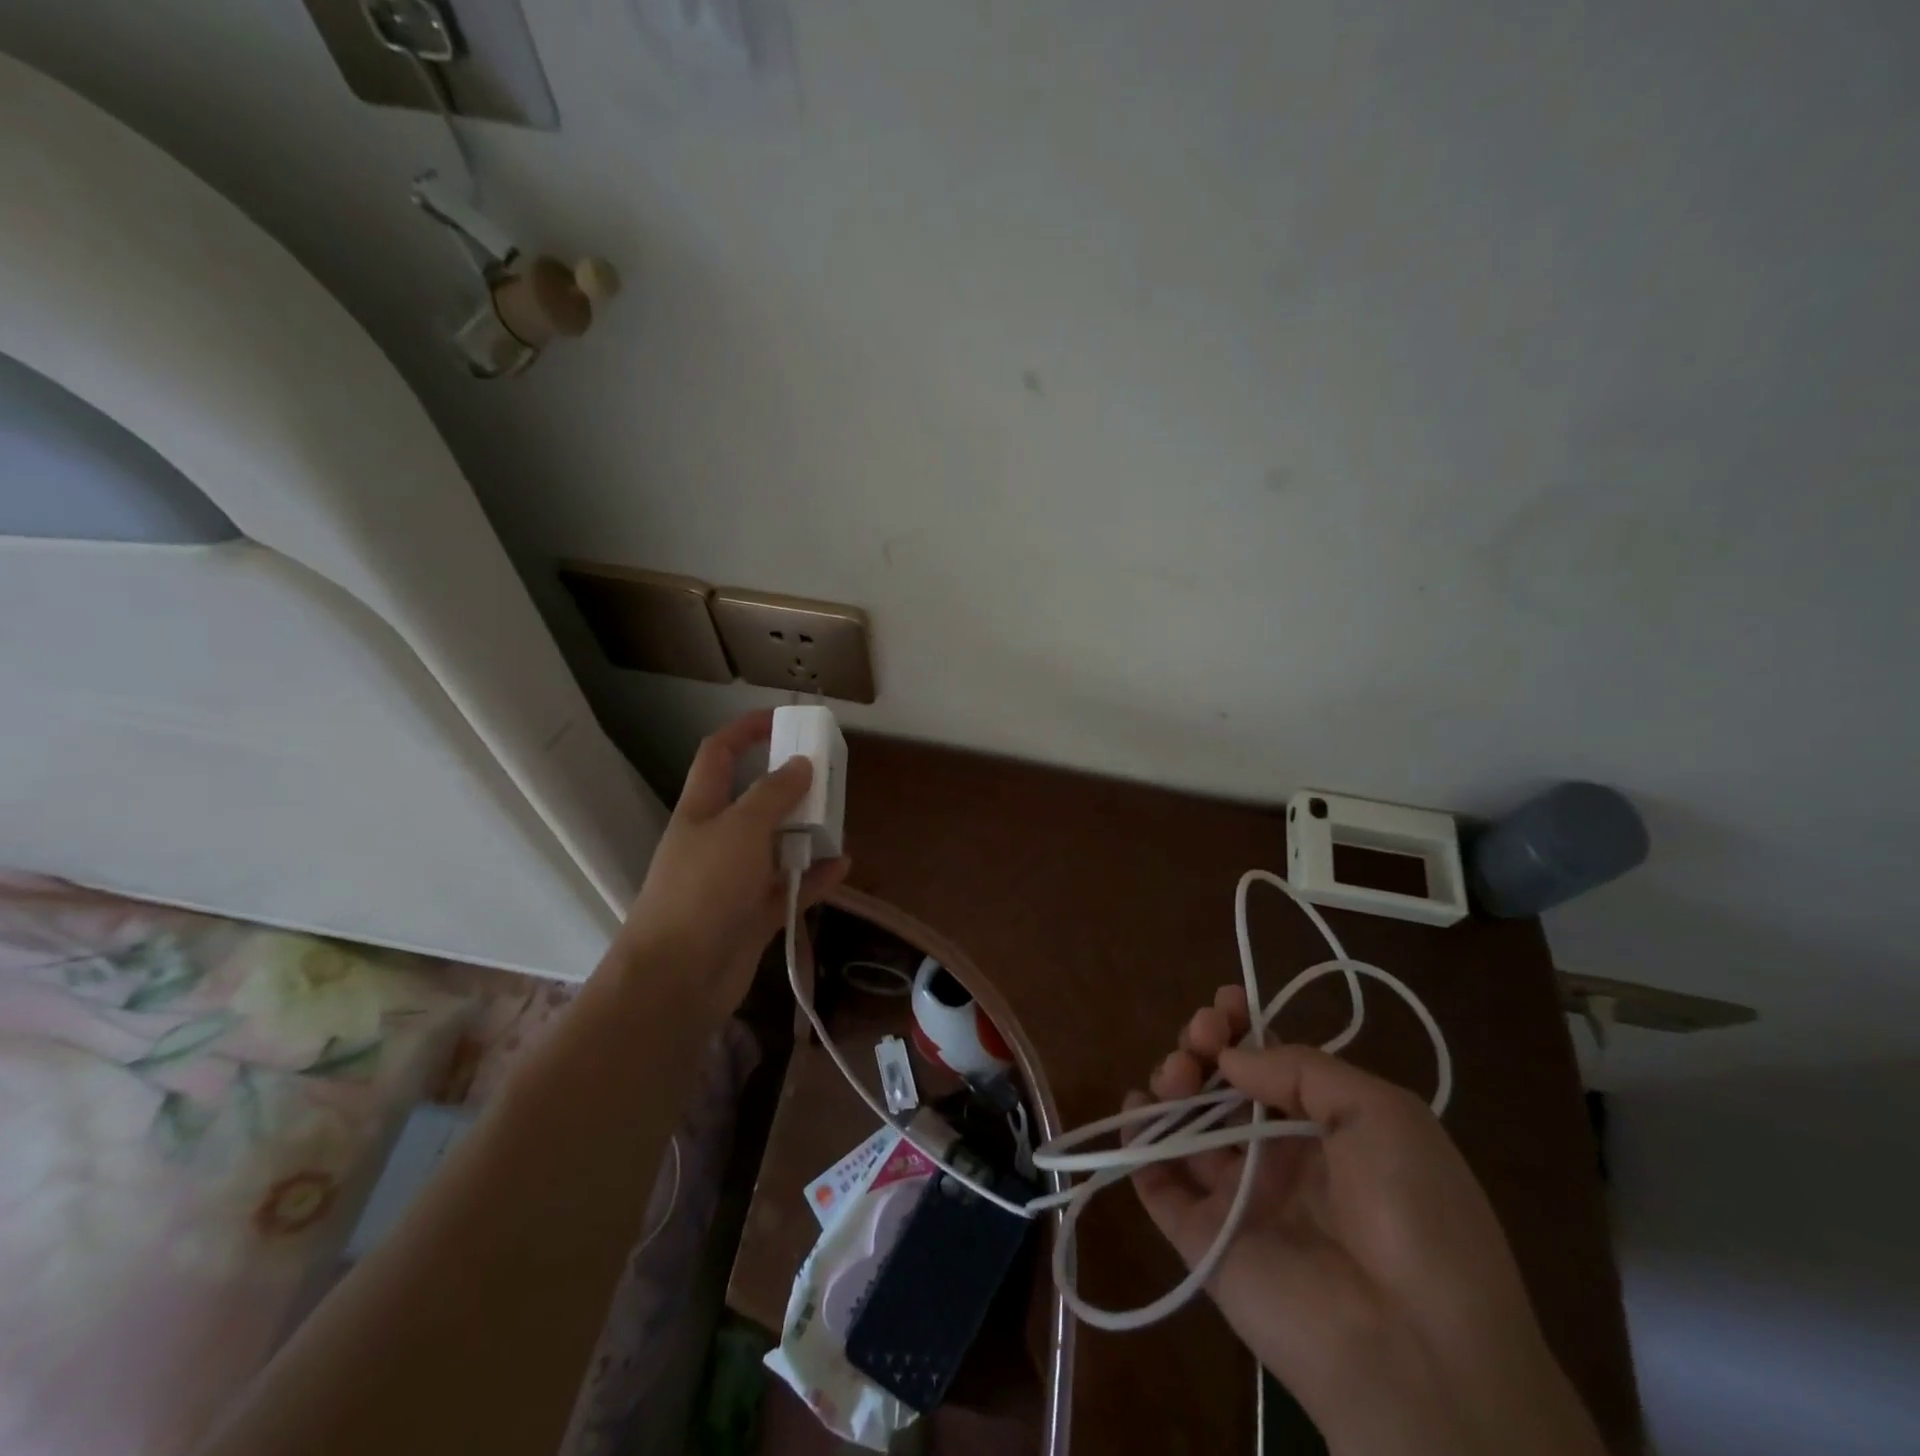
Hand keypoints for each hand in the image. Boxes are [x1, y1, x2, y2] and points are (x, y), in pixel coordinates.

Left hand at [614, 710, 848, 1012]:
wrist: (676, 979)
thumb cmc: (702, 891)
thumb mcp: (740, 830)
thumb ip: (774, 795)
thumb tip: (801, 763)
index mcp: (702, 810)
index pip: (720, 754)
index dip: (747, 730)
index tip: (785, 719)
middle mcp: (717, 840)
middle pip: (755, 800)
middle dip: (790, 785)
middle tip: (828, 777)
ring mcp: (735, 880)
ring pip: (776, 845)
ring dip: (806, 833)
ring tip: (839, 822)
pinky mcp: (752, 915)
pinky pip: (789, 888)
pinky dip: (814, 877)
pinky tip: (843, 866)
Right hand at [1127, 987, 1605, 1455]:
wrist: (1418, 1351)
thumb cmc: (1414, 1214)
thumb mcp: (1383, 1114)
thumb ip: (1301, 1069)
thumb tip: (1230, 1057)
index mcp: (1325, 1129)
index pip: (1268, 1063)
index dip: (1240, 1028)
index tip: (1223, 1006)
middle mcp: (1276, 1156)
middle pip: (1220, 1086)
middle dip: (1201, 1045)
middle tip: (1200, 1037)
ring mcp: (1236, 1196)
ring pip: (1184, 1124)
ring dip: (1169, 1082)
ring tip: (1177, 1076)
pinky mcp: (1201, 1236)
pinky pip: (1156, 1181)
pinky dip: (1136, 1141)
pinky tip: (1137, 1109)